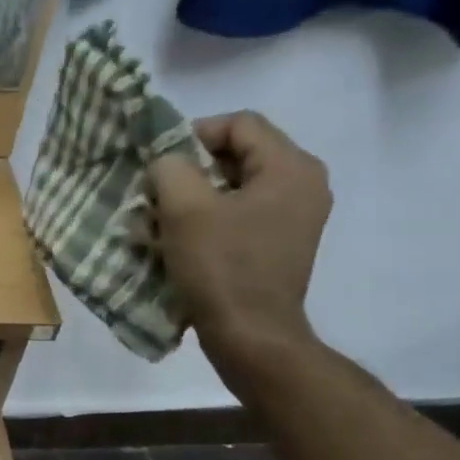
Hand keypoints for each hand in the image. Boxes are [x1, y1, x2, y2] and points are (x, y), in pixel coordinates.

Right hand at [149, 111, 331, 371]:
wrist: (250, 334)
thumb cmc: (220, 266)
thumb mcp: (184, 208)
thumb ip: (170, 168)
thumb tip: (167, 162)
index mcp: (291, 167)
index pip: (239, 124)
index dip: (193, 135)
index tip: (159, 164)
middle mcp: (303, 184)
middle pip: (239, 154)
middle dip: (191, 170)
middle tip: (156, 194)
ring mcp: (296, 217)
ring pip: (236, 186)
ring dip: (194, 197)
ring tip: (161, 221)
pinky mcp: (280, 244)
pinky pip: (241, 214)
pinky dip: (209, 219)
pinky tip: (181, 241)